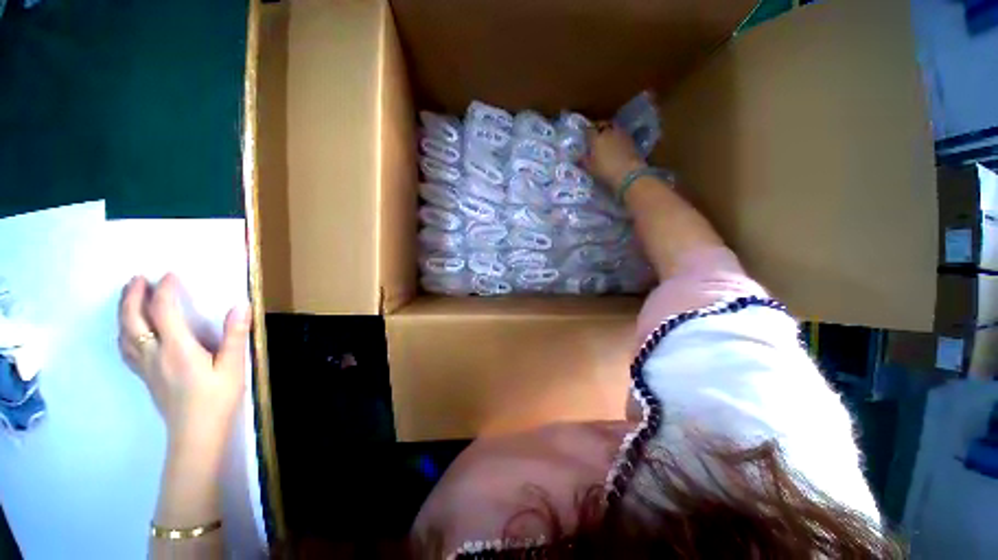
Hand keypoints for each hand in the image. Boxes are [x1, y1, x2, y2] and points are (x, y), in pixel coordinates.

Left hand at [118, 273, 250, 445]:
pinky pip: (126, 348)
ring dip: (124, 310)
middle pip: (133, 319)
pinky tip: (127, 329)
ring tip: (128, 296)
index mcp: (176, 348)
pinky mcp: (145, 376)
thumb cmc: (217, 398)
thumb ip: (234, 335)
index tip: (171, 274)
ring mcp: (146, 366)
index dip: (166, 289)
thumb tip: (241, 306)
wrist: (196, 433)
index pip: (163, 310)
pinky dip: (123, 331)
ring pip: (124, 333)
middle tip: (138, 278)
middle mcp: (154, 353)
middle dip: (133, 295)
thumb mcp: (232, 366)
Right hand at [583, 122, 645, 191]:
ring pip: (613, 128)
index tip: (584, 137)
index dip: (585, 133)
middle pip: (602, 125)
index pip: (588, 130)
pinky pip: (621, 134)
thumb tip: (577, 156)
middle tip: (595, 136)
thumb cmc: (605, 171)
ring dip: (609, 131)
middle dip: (598, 129)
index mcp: (596, 138)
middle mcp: (608, 132)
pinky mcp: (631, 139)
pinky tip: (616, 145)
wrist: (629, 174)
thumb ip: (583, 160)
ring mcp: (621, 134)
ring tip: (606, 139)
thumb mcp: (590, 169)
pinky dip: (617, 137)